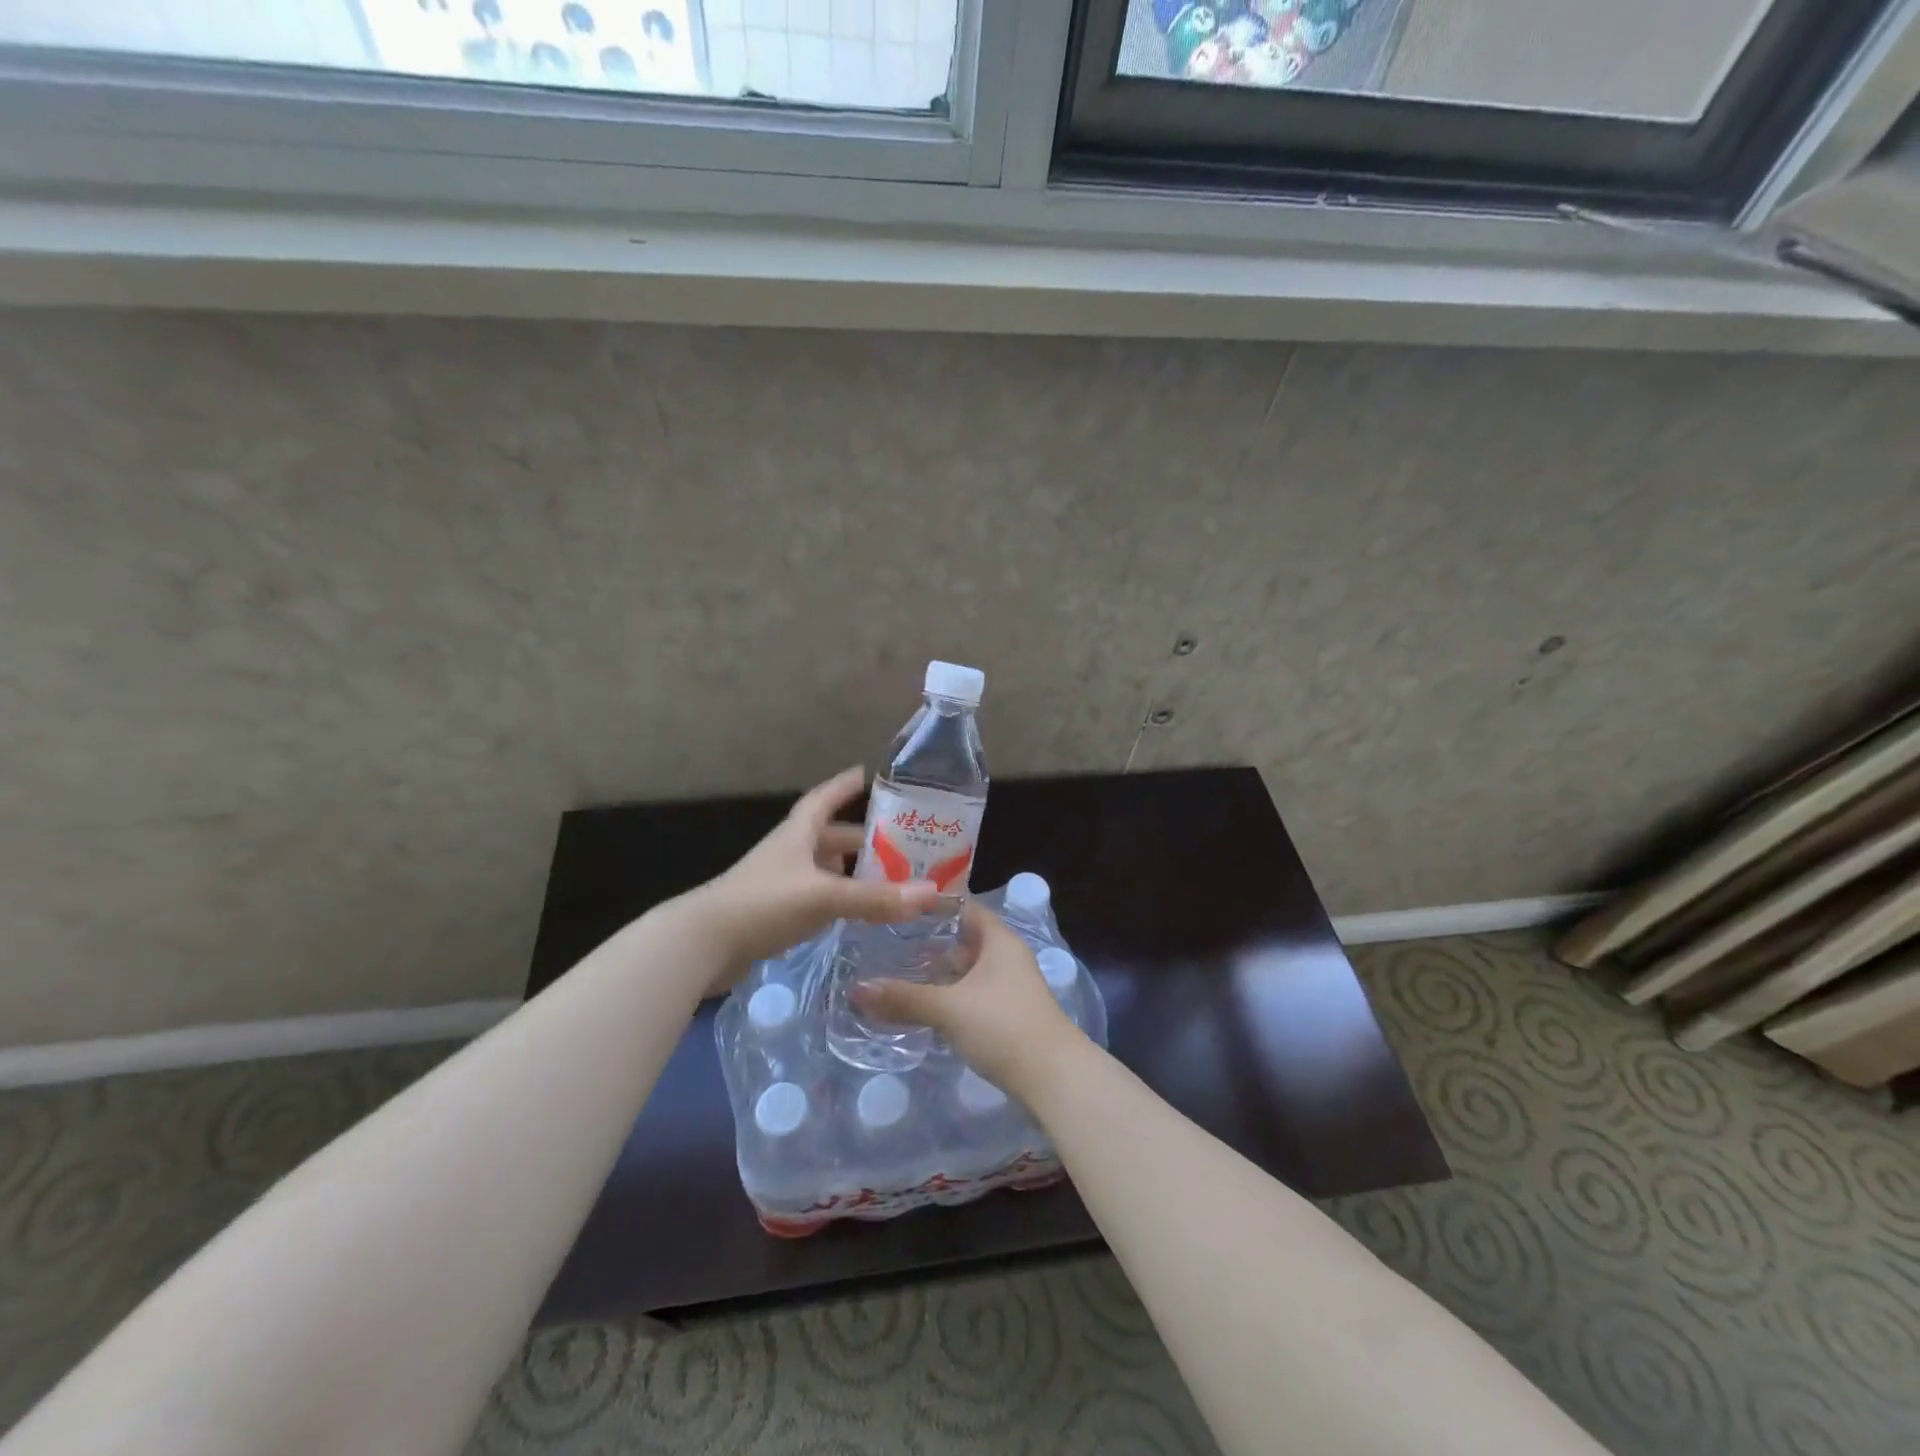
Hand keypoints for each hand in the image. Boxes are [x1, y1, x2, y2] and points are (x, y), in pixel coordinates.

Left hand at [683, 767, 939, 991]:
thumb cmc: (763, 904)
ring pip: (823, 869)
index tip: (871, 774)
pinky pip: (815, 898)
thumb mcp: (824, 897)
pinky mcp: (774, 913)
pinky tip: (855, 912)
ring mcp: (779, 883)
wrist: (702, 945)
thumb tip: (932, 893)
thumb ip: (876, 898)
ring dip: (851, 871)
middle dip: (861, 838)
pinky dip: (838, 900)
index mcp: (798, 834)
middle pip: (829, 836)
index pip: (825, 798)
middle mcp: (789, 852)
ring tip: (888, 878)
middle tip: (900, 843)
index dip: (846, 785)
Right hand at [853, 901, 1083, 1102]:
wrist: (1054, 1078)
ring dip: (939, 972)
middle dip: (929, 941)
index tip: (897, 906)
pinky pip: (973, 993)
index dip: (933, 904)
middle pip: (964, 938)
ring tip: (897, 971)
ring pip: (968, 969)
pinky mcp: (1008, 1014)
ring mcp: (1010, 986)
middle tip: (886, 940)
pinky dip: (950, 994)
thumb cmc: (1003, 1026)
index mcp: (999, 940)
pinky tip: (924, 1005)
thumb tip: (854, 990)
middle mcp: (1007, 956)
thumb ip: (903, 998)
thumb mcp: (948, 1009)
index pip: (963, 906)